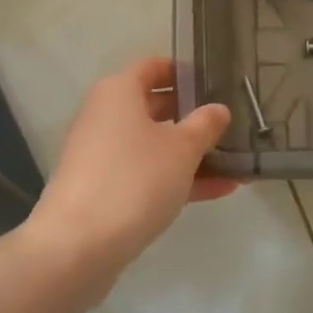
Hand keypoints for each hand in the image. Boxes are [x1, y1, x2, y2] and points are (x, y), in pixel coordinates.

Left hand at [31, 56, 236, 275]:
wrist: (77, 246)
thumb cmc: (134, 180)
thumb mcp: (182, 149)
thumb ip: (205, 125)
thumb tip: (218, 109)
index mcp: (119, 92)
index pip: (154, 66)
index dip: (185, 71)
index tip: (217, 82)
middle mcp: (106, 116)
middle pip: (155, 105)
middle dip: (193, 116)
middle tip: (231, 122)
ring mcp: (102, 155)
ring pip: (154, 144)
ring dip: (192, 153)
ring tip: (236, 161)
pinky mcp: (104, 189)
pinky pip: (147, 174)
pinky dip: (177, 178)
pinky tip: (219, 190)